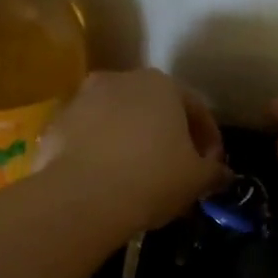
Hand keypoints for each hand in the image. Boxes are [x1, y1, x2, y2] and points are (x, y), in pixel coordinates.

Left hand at [41, 69, 228, 232]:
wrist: (81, 197)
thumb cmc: (152, 179)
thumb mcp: (196, 180)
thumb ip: (214, 172)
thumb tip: (222, 174)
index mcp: (162, 85)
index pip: (195, 108)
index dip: (209, 139)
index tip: (211, 167)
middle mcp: (120, 80)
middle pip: (153, 109)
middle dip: (167, 136)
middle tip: (175, 170)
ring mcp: (82, 99)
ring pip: (117, 120)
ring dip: (131, 142)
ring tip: (138, 177)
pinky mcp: (55, 124)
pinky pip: (88, 137)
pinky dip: (100, 153)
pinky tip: (106, 181)